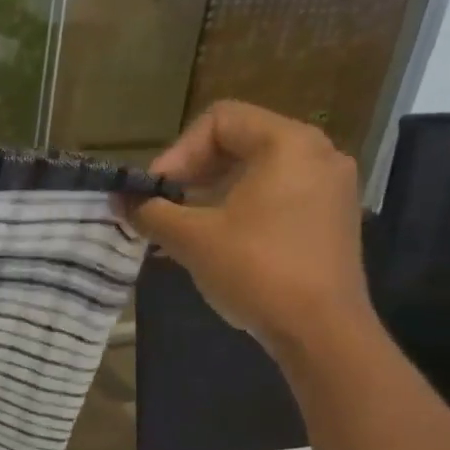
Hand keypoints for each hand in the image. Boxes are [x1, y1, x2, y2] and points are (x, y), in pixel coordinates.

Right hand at [119, 101, 372, 355]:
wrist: (321, 329)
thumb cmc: (256, 270)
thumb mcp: (191, 239)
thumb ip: (151, 212)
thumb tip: (120, 199)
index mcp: (288, 144)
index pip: (220, 120)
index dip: (177, 152)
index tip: (156, 192)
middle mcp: (317, 154)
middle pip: (240, 143)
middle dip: (192, 174)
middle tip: (162, 208)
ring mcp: (330, 188)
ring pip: (256, 173)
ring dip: (211, 195)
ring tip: (180, 230)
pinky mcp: (330, 220)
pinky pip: (275, 198)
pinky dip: (239, 211)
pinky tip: (214, 244)